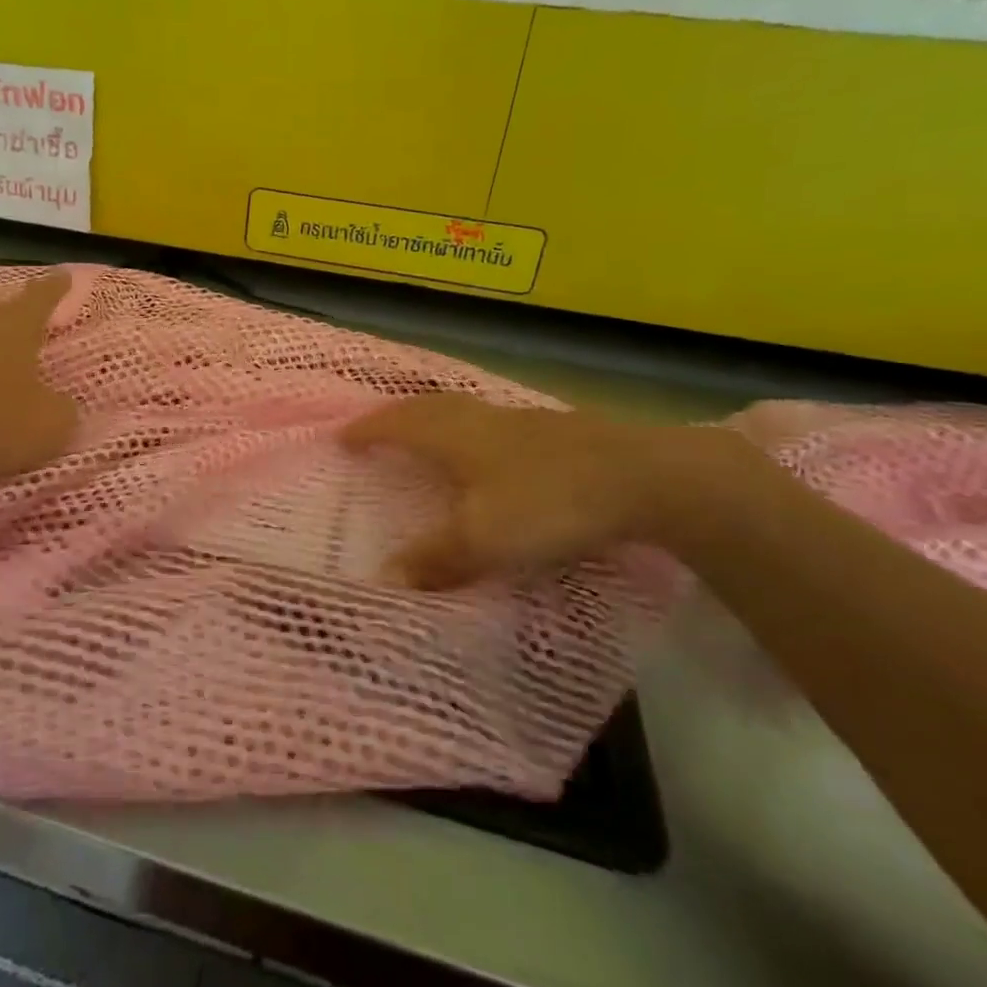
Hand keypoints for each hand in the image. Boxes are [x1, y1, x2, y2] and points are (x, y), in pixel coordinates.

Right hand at [342, 394, 720, 587]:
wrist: (645, 479)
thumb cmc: (549, 503)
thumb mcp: (484, 540)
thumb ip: (434, 559)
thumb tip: (383, 580)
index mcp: (455, 436)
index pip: (398, 425)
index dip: (368, 430)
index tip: (341, 437)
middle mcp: (482, 419)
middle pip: (428, 406)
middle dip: (397, 415)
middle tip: (376, 427)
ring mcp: (522, 421)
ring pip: (464, 410)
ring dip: (435, 417)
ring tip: (424, 433)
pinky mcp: (558, 431)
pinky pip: (494, 422)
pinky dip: (473, 430)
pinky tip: (490, 450)